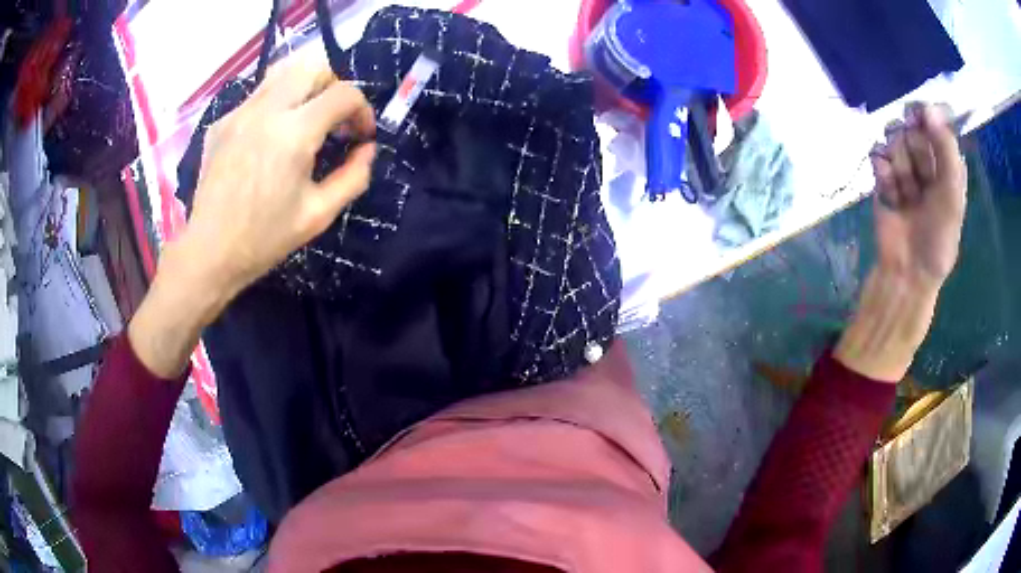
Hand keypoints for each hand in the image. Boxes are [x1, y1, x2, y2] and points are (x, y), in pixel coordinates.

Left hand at [183, 52, 376, 300]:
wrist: (209, 252)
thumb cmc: (265, 238)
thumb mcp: (319, 215)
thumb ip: (353, 177)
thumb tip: (366, 149)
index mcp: (294, 133)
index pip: (344, 94)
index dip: (362, 110)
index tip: (360, 135)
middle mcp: (266, 110)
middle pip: (314, 66)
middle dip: (335, 87)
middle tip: (334, 119)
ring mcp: (239, 112)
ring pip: (283, 72)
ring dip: (305, 88)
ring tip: (305, 119)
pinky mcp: (222, 122)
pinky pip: (258, 96)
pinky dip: (276, 105)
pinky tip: (270, 138)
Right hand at [871, 104, 965, 290]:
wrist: (908, 269)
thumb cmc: (938, 237)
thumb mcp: (952, 194)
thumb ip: (945, 149)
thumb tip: (927, 106)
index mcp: (946, 160)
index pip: (934, 118)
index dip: (927, 118)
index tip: (921, 122)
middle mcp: (925, 156)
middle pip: (911, 125)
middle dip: (915, 153)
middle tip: (922, 183)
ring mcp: (903, 163)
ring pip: (893, 137)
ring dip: (900, 168)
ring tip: (907, 196)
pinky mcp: (883, 173)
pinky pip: (876, 153)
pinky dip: (884, 175)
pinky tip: (892, 196)